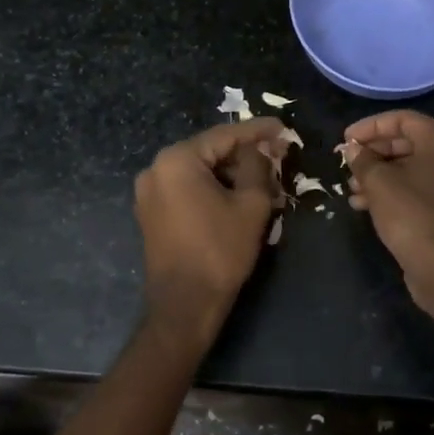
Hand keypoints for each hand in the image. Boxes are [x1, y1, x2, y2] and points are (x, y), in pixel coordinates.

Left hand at [135, 118, 287, 347]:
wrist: (185, 307)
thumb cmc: (220, 251)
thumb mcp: (250, 204)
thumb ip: (258, 166)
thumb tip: (262, 148)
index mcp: (177, 160)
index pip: (225, 135)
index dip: (258, 131)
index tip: (283, 128)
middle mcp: (156, 169)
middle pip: (211, 152)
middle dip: (246, 155)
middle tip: (278, 158)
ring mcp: (150, 192)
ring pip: (201, 172)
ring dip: (232, 175)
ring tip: (265, 182)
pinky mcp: (152, 214)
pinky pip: (188, 189)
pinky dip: (214, 189)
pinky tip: (240, 198)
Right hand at [343, 111, 433, 313]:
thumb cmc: (412, 214)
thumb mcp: (379, 183)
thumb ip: (363, 160)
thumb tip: (353, 149)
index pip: (402, 119)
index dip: (370, 126)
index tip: (346, 139)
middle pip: (407, 142)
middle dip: (373, 153)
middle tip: (348, 163)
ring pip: (410, 167)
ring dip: (379, 175)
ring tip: (352, 188)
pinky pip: (418, 187)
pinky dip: (393, 190)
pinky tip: (364, 204)